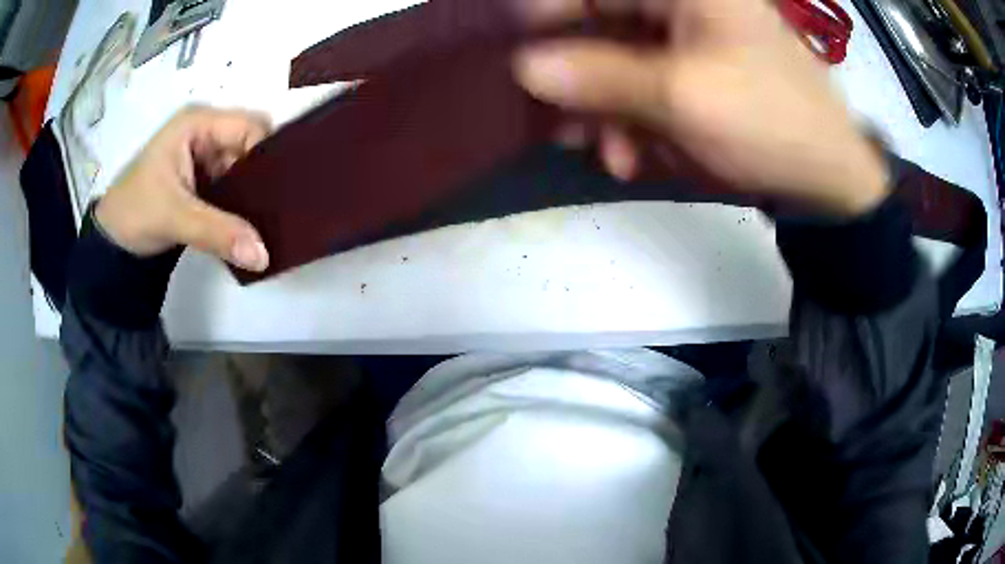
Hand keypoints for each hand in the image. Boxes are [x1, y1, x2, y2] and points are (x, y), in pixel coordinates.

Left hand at [95, 106, 271, 270]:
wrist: (112, 243)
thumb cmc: (134, 213)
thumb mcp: (174, 218)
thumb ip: (218, 233)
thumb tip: (263, 256)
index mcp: (197, 124)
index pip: (249, 126)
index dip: (267, 152)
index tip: (283, 190)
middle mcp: (205, 133)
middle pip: (250, 145)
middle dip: (264, 176)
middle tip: (281, 209)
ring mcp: (205, 157)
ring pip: (244, 169)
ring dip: (254, 194)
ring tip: (271, 221)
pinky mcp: (204, 181)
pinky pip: (234, 187)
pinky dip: (243, 206)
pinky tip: (253, 225)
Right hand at [513, 0, 888, 215]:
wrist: (827, 179)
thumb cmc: (768, 122)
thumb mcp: (683, 97)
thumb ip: (600, 76)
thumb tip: (522, 67)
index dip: (548, 19)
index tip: (522, 64)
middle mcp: (679, 6)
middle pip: (600, 26)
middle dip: (579, 80)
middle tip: (562, 126)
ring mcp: (684, 40)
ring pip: (615, 63)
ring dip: (603, 111)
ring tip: (610, 154)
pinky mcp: (689, 73)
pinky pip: (639, 87)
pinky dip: (628, 122)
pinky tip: (632, 155)